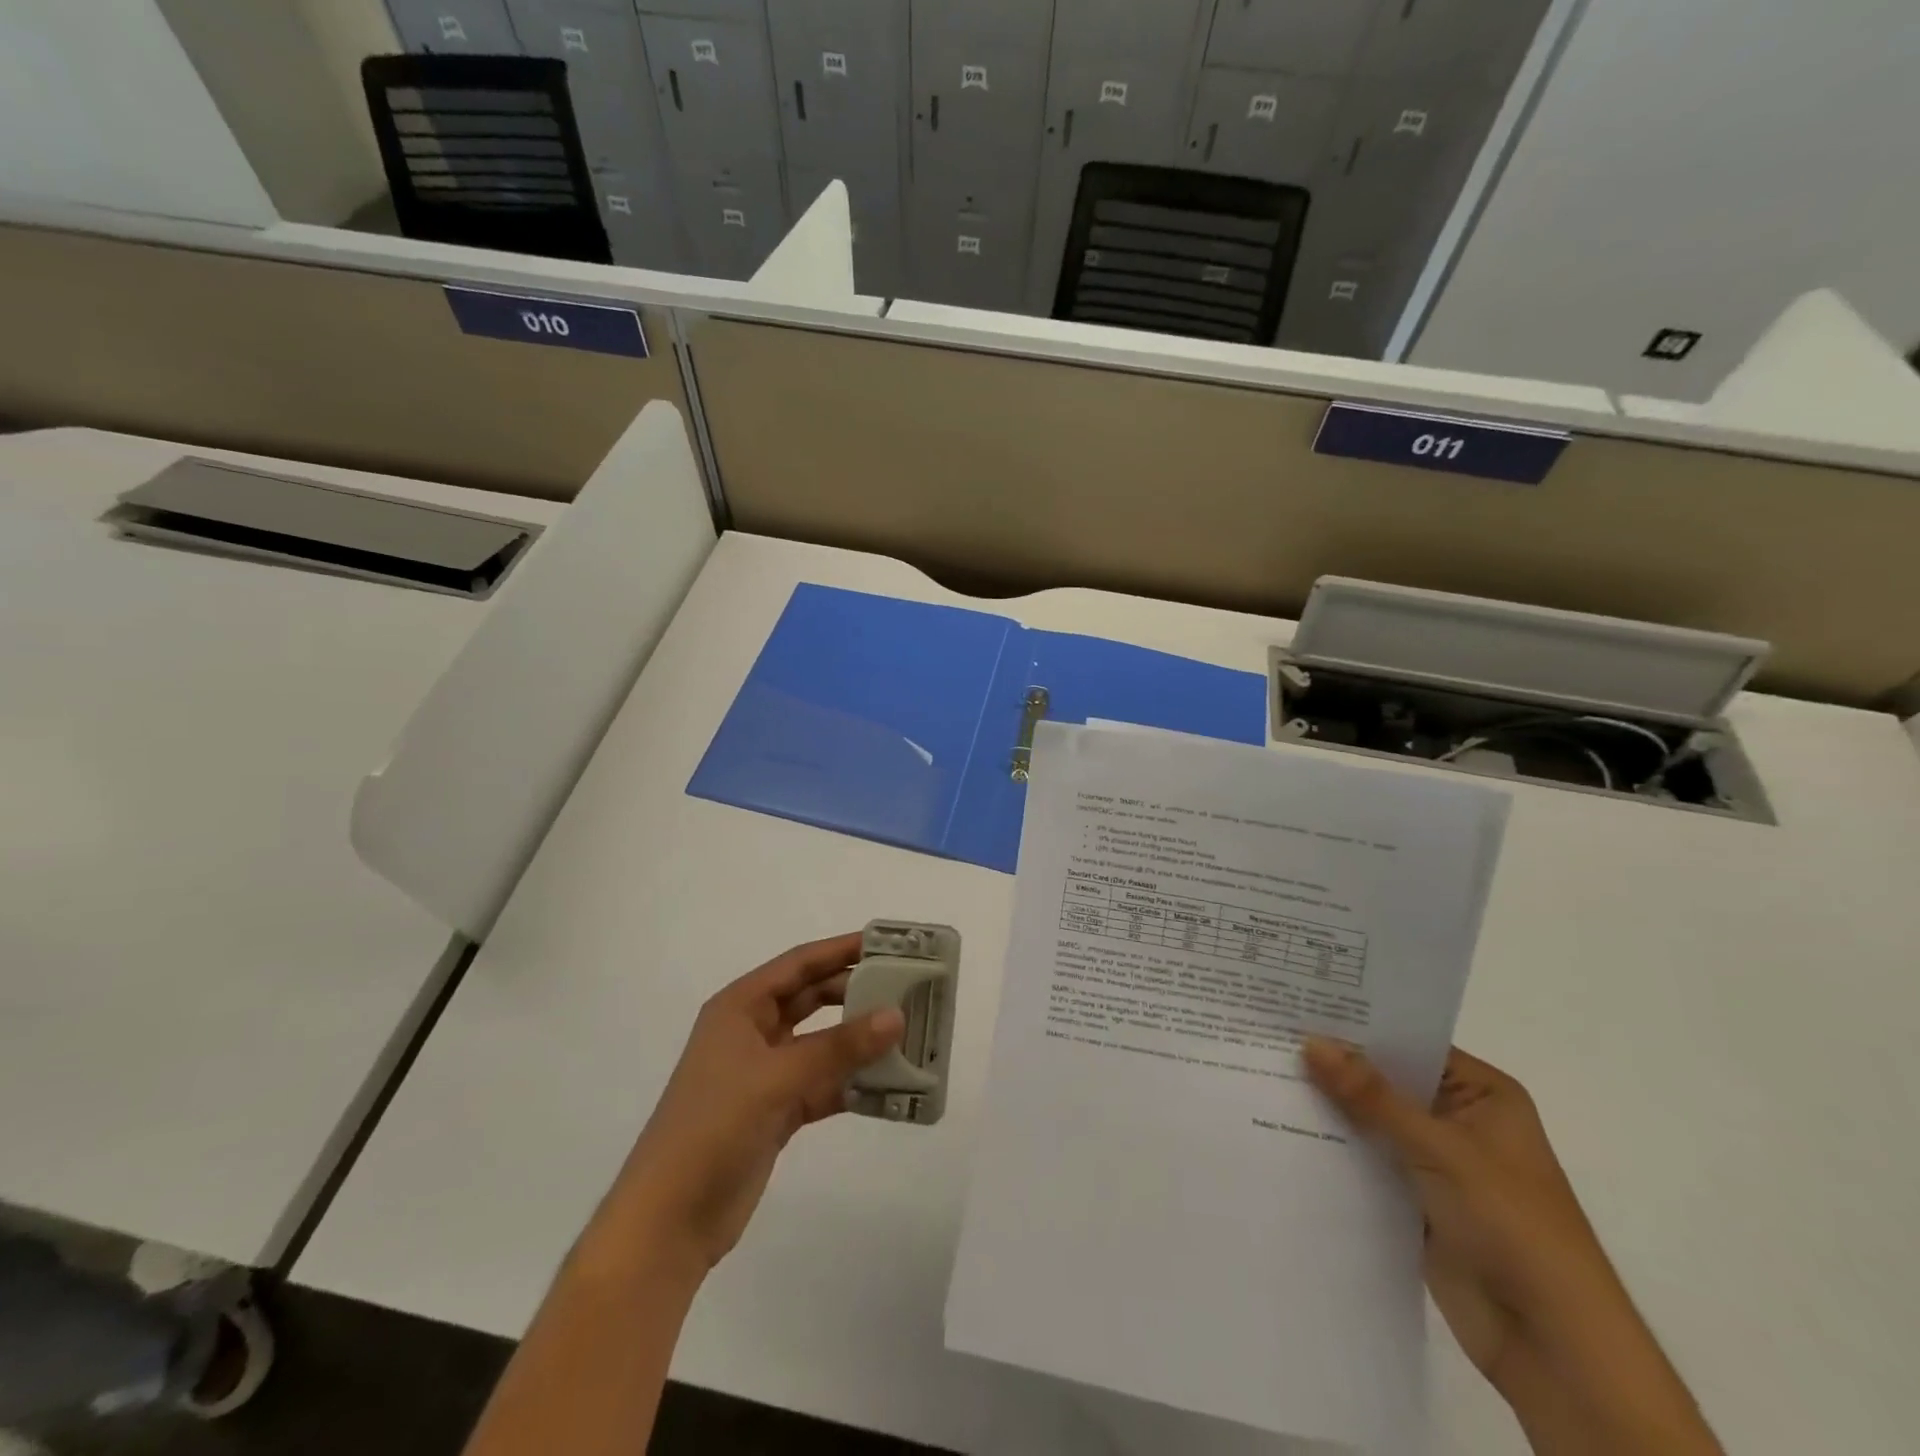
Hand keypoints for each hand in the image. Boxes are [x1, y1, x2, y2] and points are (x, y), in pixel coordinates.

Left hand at [596, 934, 904, 1272]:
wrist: (669, 1219)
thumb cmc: (713, 1126)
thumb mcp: (777, 1077)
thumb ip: (839, 1047)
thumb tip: (896, 1015)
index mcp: (740, 1008)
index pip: (800, 964)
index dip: (841, 950)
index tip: (888, 944)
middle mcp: (753, 1032)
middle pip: (813, 999)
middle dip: (855, 993)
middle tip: (906, 989)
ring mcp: (764, 1073)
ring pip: (821, 1043)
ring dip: (858, 1041)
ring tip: (907, 1034)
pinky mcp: (776, 1111)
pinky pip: (822, 1084)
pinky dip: (851, 1083)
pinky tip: (887, 1085)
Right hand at [1303, 1040, 1720, 1454]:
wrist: (1552, 1345)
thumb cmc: (1512, 1226)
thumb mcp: (1440, 1149)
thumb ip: (1372, 1096)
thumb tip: (1311, 1041)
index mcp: (1483, 1094)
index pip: (1411, 1043)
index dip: (1360, 1026)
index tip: (1301, 1005)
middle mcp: (1459, 1119)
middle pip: (1387, 1080)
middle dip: (1337, 1065)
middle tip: (1271, 1033)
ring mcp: (1436, 1161)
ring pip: (1372, 1120)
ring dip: (1330, 1105)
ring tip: (1265, 1070)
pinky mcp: (1415, 1199)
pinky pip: (1367, 1159)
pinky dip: (1335, 1146)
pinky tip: (1284, 1124)